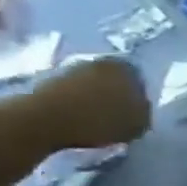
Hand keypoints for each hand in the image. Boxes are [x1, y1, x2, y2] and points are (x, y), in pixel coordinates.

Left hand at [28, 57, 151, 149]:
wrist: (42, 119)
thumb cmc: (99, 120)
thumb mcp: (139, 123)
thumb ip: (144, 112)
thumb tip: (139, 107)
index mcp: (125, 68)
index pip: (140, 81)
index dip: (139, 97)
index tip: (136, 112)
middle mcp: (97, 61)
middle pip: (113, 80)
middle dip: (115, 94)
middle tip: (117, 115)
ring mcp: (69, 68)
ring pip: (90, 84)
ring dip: (93, 98)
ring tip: (95, 118)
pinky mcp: (45, 78)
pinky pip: (70, 91)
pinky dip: (75, 102)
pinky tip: (76, 117)